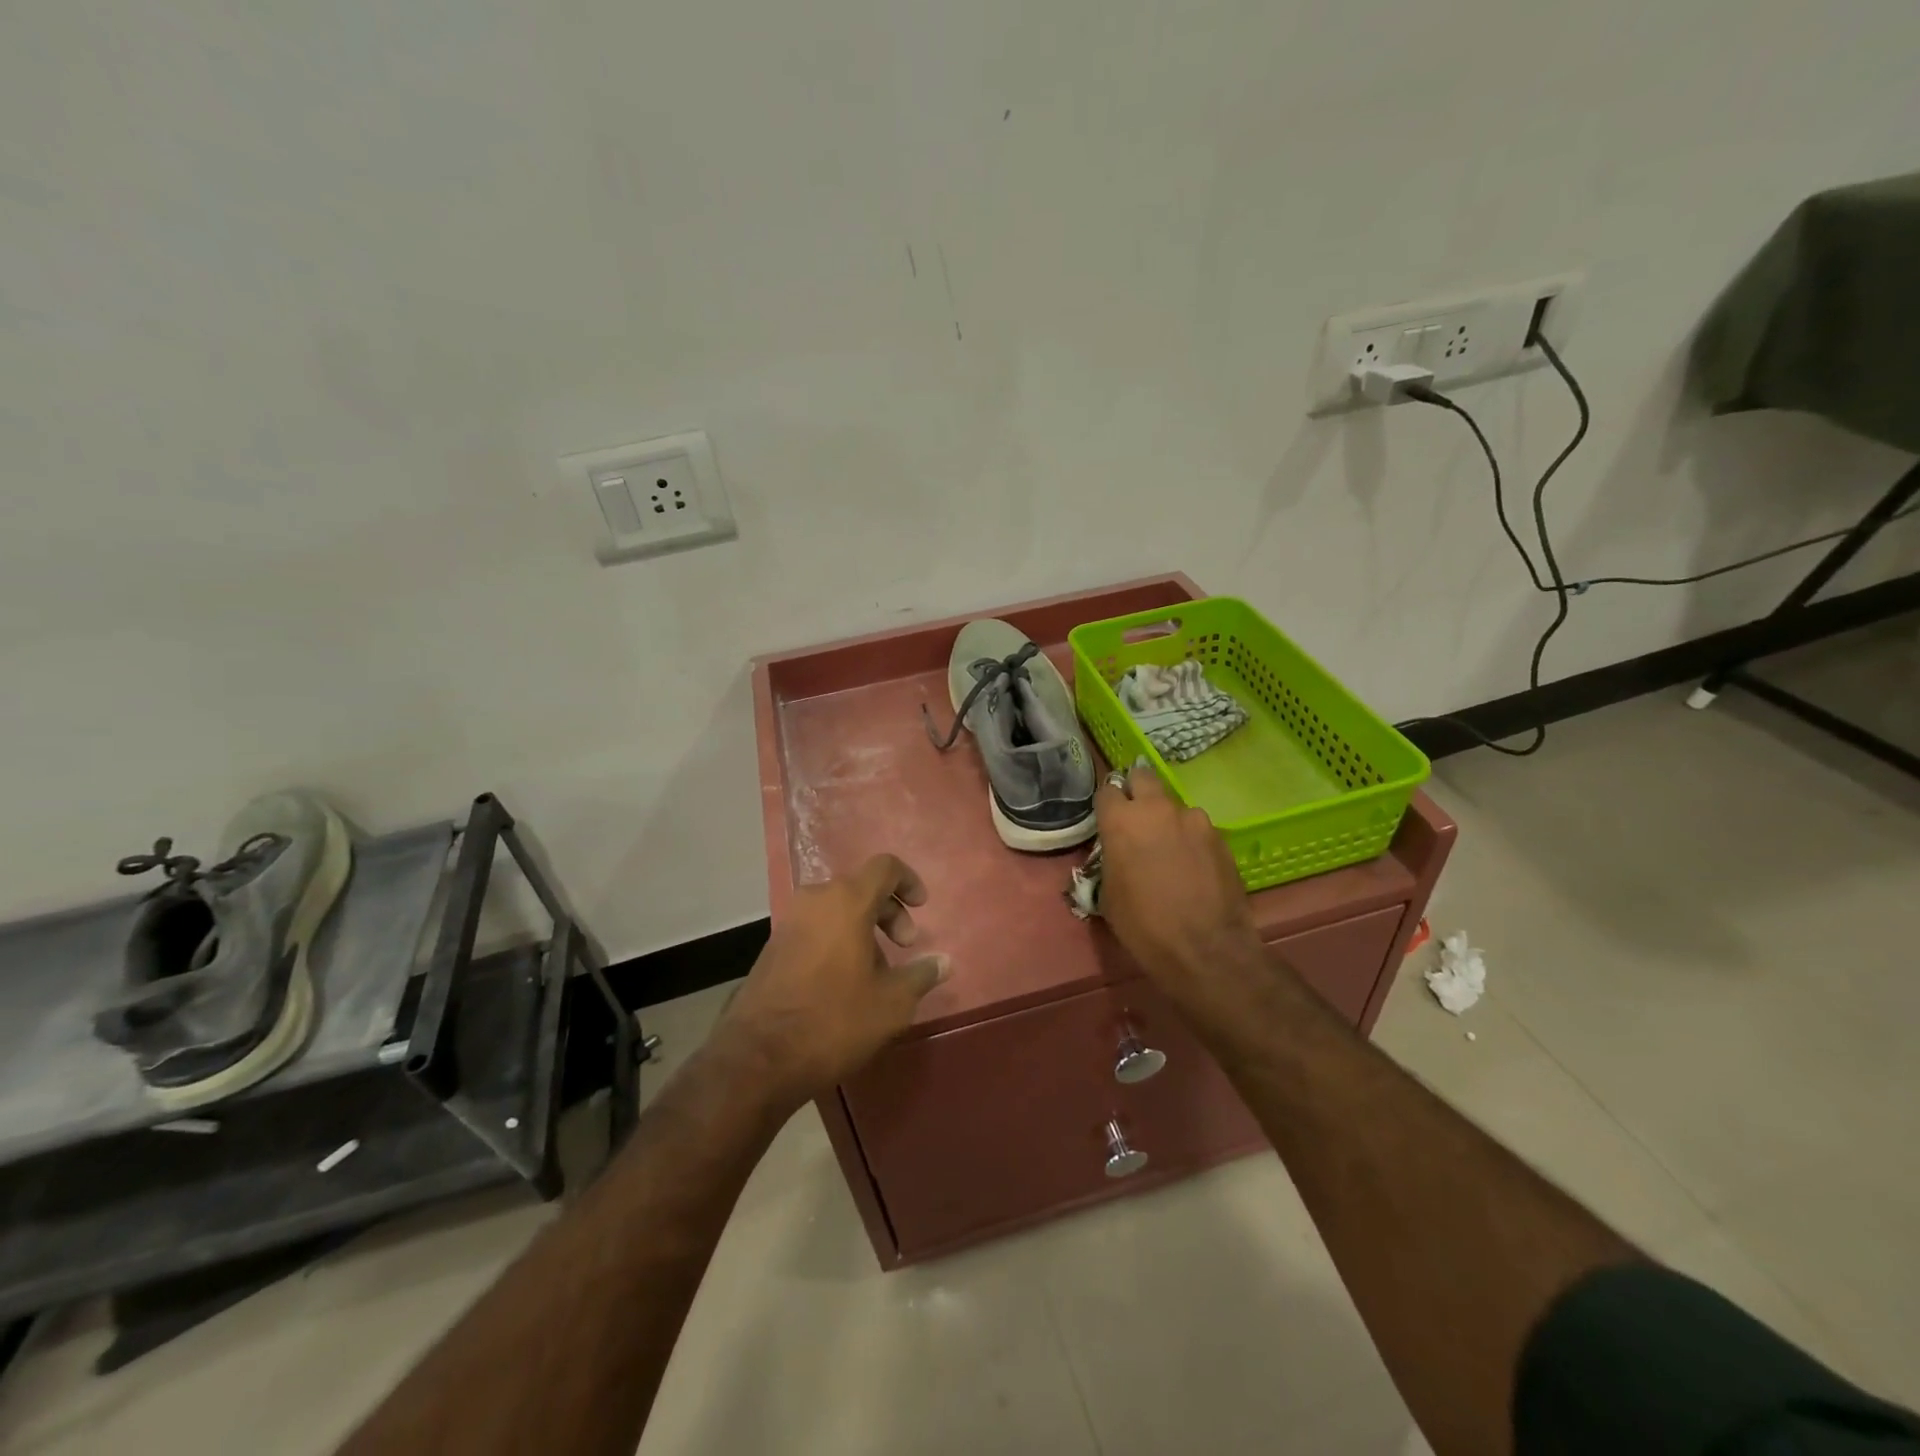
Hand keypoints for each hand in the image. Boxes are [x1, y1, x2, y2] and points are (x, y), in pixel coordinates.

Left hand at [714, 855, 947, 1109]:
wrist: (758, 1058)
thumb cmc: (834, 1021)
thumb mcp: (891, 1003)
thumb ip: (921, 975)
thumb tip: (944, 961)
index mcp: (846, 901)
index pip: (884, 867)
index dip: (908, 881)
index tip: (922, 908)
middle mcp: (815, 900)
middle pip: (861, 887)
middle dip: (889, 912)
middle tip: (906, 946)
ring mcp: (790, 922)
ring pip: (837, 909)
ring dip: (864, 929)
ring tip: (878, 972)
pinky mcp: (773, 946)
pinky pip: (816, 927)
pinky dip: (838, 939)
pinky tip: (845, 982)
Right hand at [1094, 762, 1260, 998]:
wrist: (1205, 949)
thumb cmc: (1144, 925)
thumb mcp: (1108, 895)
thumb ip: (1110, 860)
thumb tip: (1117, 853)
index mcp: (1121, 820)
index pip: (1107, 790)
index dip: (1107, 805)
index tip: (1108, 820)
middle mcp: (1157, 809)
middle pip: (1143, 777)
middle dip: (1137, 792)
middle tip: (1137, 821)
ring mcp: (1194, 819)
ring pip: (1174, 806)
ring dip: (1168, 820)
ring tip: (1171, 852)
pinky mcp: (1220, 836)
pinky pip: (1198, 829)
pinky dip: (1192, 841)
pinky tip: (1194, 868)